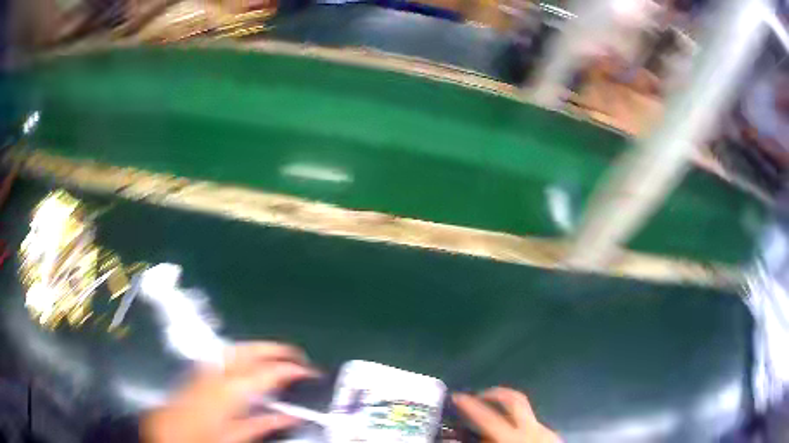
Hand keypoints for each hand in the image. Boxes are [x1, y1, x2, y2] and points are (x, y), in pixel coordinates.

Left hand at [141, 342, 316, 442]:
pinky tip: (251, 364)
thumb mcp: (236, 437)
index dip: (290, 369)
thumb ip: (264, 424)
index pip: (265, 373)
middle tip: (298, 356)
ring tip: (279, 356)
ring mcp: (207, 369)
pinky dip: (244, 355)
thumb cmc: (203, 437)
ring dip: (260, 349)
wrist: (168, 431)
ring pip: (237, 349)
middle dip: (275, 349)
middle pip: (249, 350)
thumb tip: (292, 417)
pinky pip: (226, 356)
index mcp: (228, 392)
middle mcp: (217, 373)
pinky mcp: (201, 371)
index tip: (309, 371)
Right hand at [453, 387, 559, 442]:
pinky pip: (532, 423)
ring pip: (525, 410)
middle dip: (495, 393)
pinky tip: (511, 435)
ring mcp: (544, 429)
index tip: (456, 396)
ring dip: (507, 408)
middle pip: (514, 399)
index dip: (470, 405)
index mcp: (513, 438)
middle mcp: (532, 428)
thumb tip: (456, 440)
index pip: (487, 417)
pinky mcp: (552, 434)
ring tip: (493, 416)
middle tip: (478, 395)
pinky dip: (518, 424)